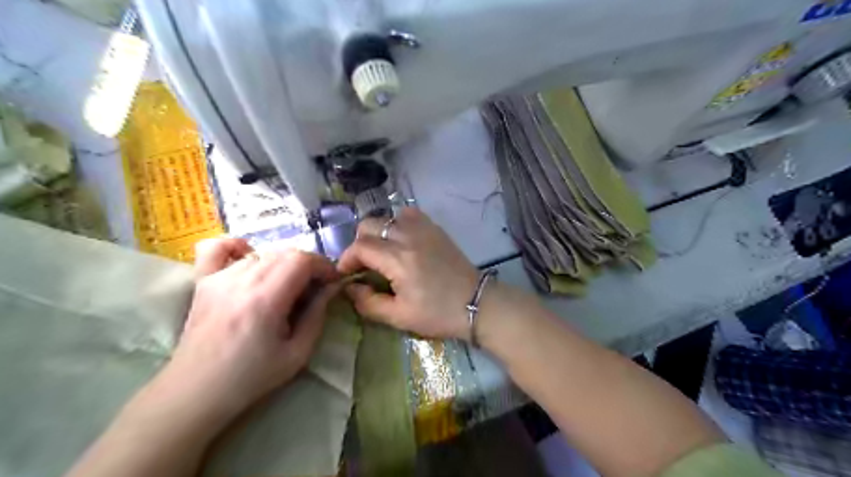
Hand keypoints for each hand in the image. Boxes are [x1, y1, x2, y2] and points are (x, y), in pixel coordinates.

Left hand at [150, 239, 338, 421]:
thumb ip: (317, 315)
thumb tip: (331, 288)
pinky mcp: (202, 282)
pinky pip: (217, 248)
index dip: (323, 266)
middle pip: (285, 252)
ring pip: (262, 252)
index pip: (302, 260)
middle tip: (314, 287)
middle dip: (308, 265)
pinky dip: (237, 246)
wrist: (195, 392)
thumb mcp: (298, 353)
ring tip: (287, 285)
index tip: (332, 282)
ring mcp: (218, 278)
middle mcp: (240, 281)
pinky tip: (248, 257)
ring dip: (283, 262)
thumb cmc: (250, 377)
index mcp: (265, 300)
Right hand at [336, 206, 477, 338]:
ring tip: (381, 252)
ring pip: (387, 217)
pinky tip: (401, 240)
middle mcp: (408, 236)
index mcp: (398, 259)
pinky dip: (398, 223)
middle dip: (359, 243)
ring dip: (377, 232)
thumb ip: (368, 303)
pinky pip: (408, 214)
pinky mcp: (435, 228)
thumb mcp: (399, 317)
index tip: (346, 274)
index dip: (346, 259)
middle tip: (363, 264)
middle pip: (369, 224)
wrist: (476, 303)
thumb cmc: (438, 314)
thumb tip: (350, 288)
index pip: (359, 247)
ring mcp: (423, 228)